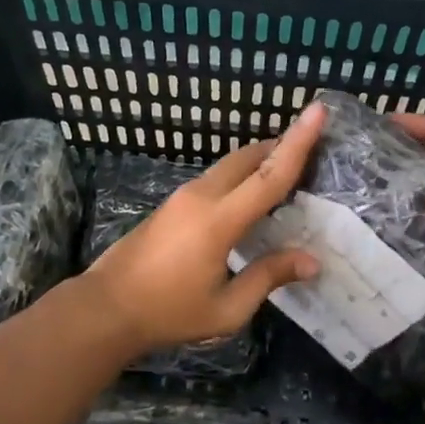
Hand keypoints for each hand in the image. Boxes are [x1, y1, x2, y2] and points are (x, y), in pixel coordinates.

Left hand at [84, 103, 326, 350]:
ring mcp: (183, 196)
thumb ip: (268, 278)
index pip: (269, 175)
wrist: (106, 308)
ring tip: (287, 170)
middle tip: (314, 147)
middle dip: (281, 145)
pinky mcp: (173, 203)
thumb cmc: (168, 312)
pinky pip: (216, 178)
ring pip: (230, 164)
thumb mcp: (226, 308)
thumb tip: (311, 261)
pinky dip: (241, 175)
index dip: (298, 143)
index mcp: (219, 220)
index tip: (318, 111)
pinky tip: (250, 197)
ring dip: (259, 161)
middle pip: (249, 157)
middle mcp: (202, 197)